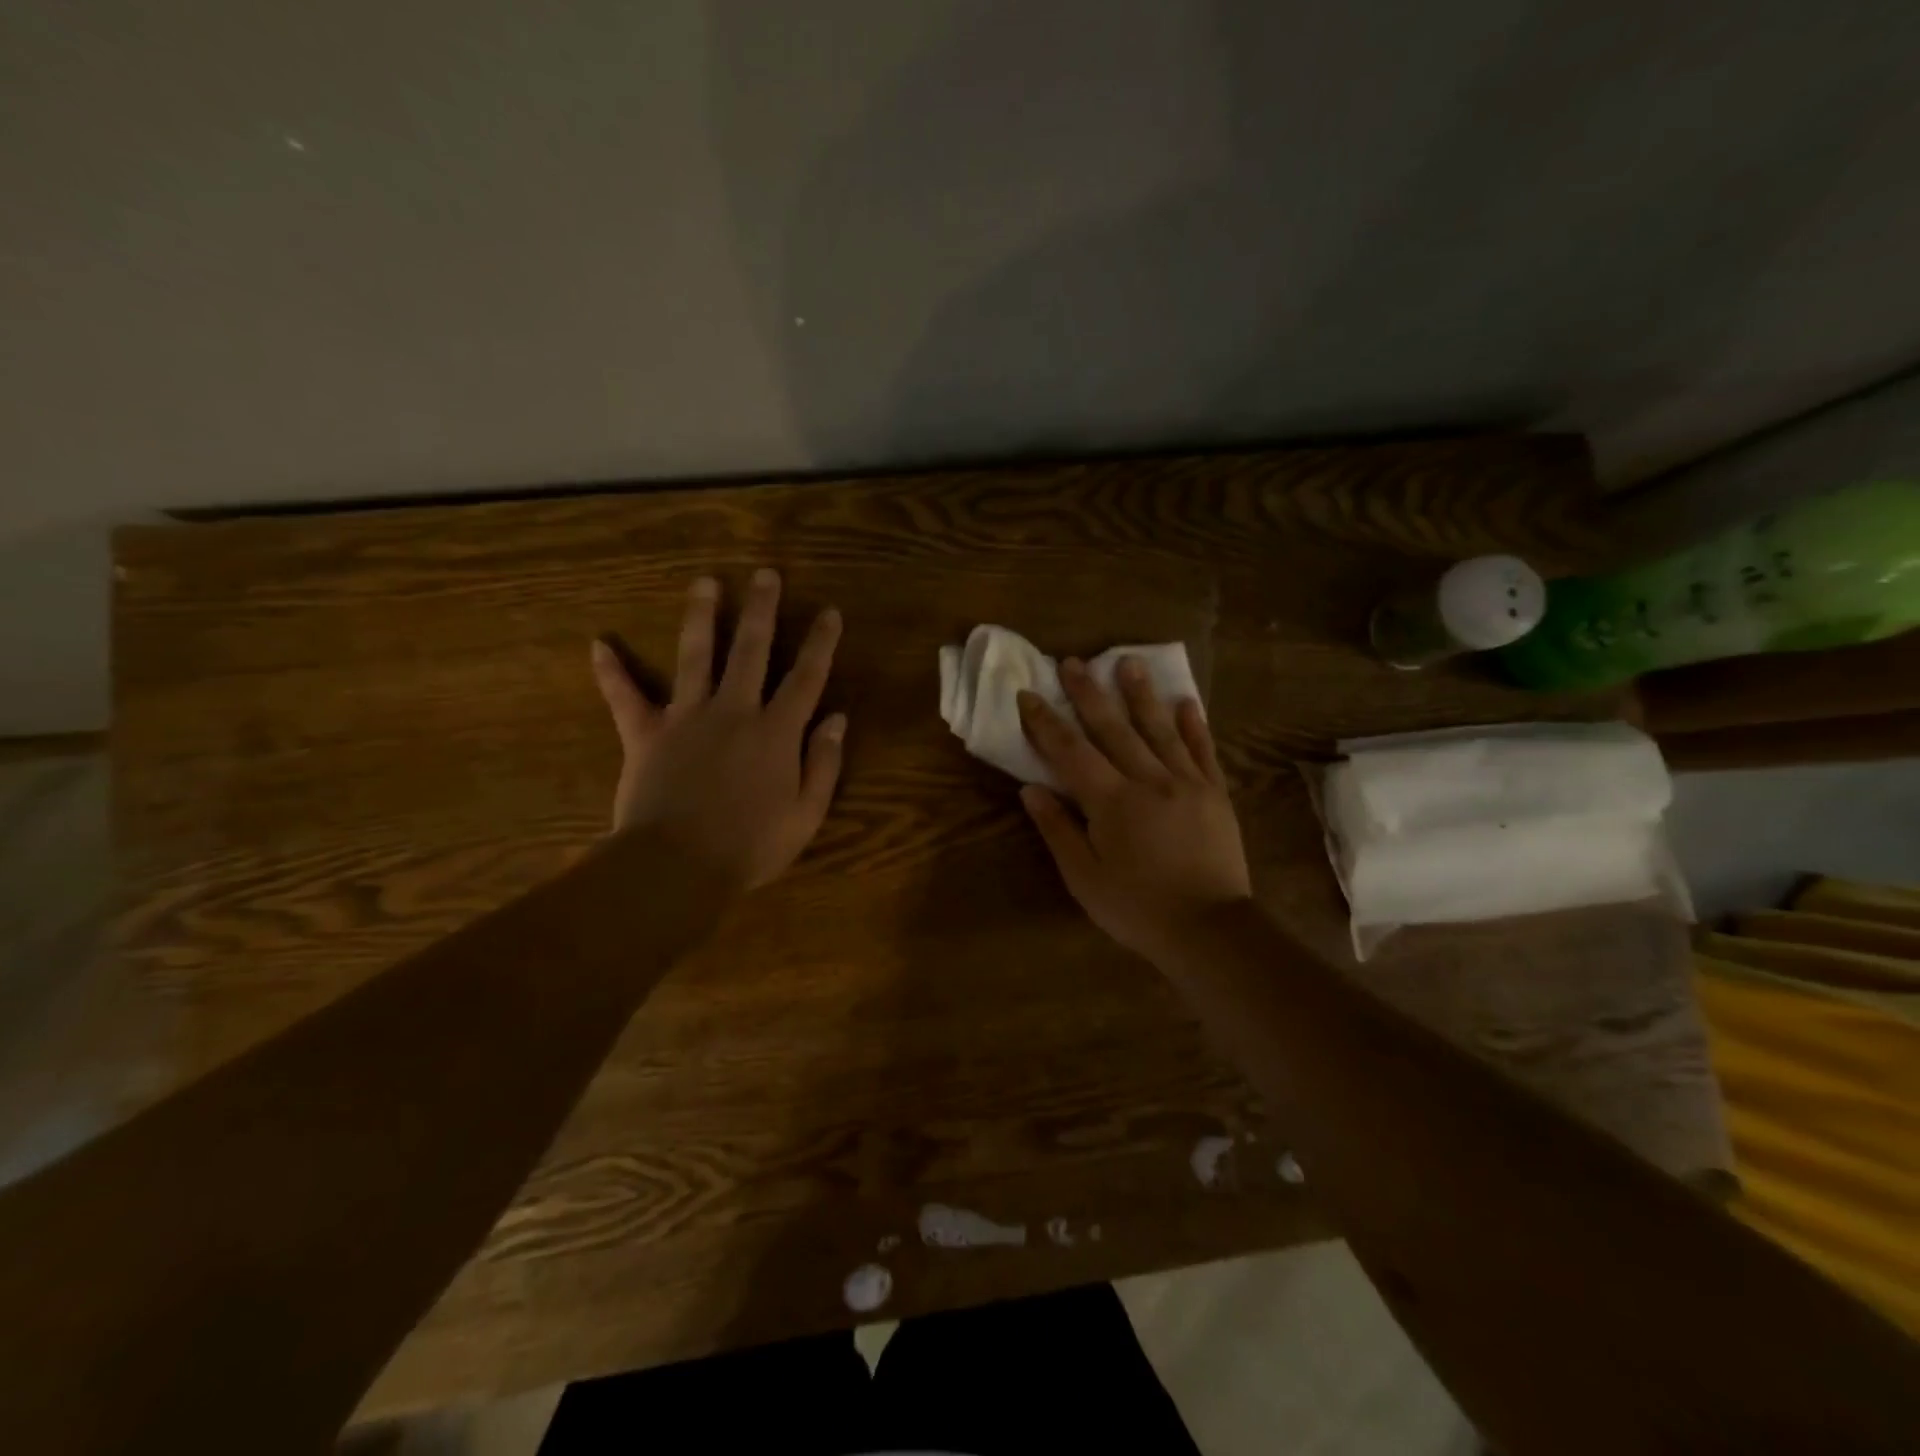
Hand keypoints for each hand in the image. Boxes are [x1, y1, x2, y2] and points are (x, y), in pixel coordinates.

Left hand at [592, 570, 845, 890]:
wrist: (677, 866)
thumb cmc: (751, 847)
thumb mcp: (806, 814)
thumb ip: (824, 763)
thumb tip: (837, 719)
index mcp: (777, 732)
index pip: (806, 677)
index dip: (821, 643)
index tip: (830, 612)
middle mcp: (734, 711)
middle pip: (751, 650)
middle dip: (761, 609)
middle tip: (765, 574)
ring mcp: (687, 718)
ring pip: (695, 656)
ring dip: (701, 617)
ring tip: (705, 582)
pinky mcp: (645, 735)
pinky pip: (626, 698)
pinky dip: (611, 673)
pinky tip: (599, 644)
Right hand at [1017, 658, 1251, 964]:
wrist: (1210, 929)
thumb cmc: (1137, 908)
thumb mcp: (1085, 877)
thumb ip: (1058, 829)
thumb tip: (1030, 789)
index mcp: (1112, 801)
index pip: (1071, 752)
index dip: (1046, 723)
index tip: (1029, 694)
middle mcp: (1149, 781)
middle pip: (1113, 729)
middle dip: (1089, 694)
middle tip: (1073, 662)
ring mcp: (1187, 784)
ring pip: (1159, 730)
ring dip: (1141, 695)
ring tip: (1129, 662)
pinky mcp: (1215, 795)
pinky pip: (1203, 752)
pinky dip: (1194, 725)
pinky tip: (1187, 702)